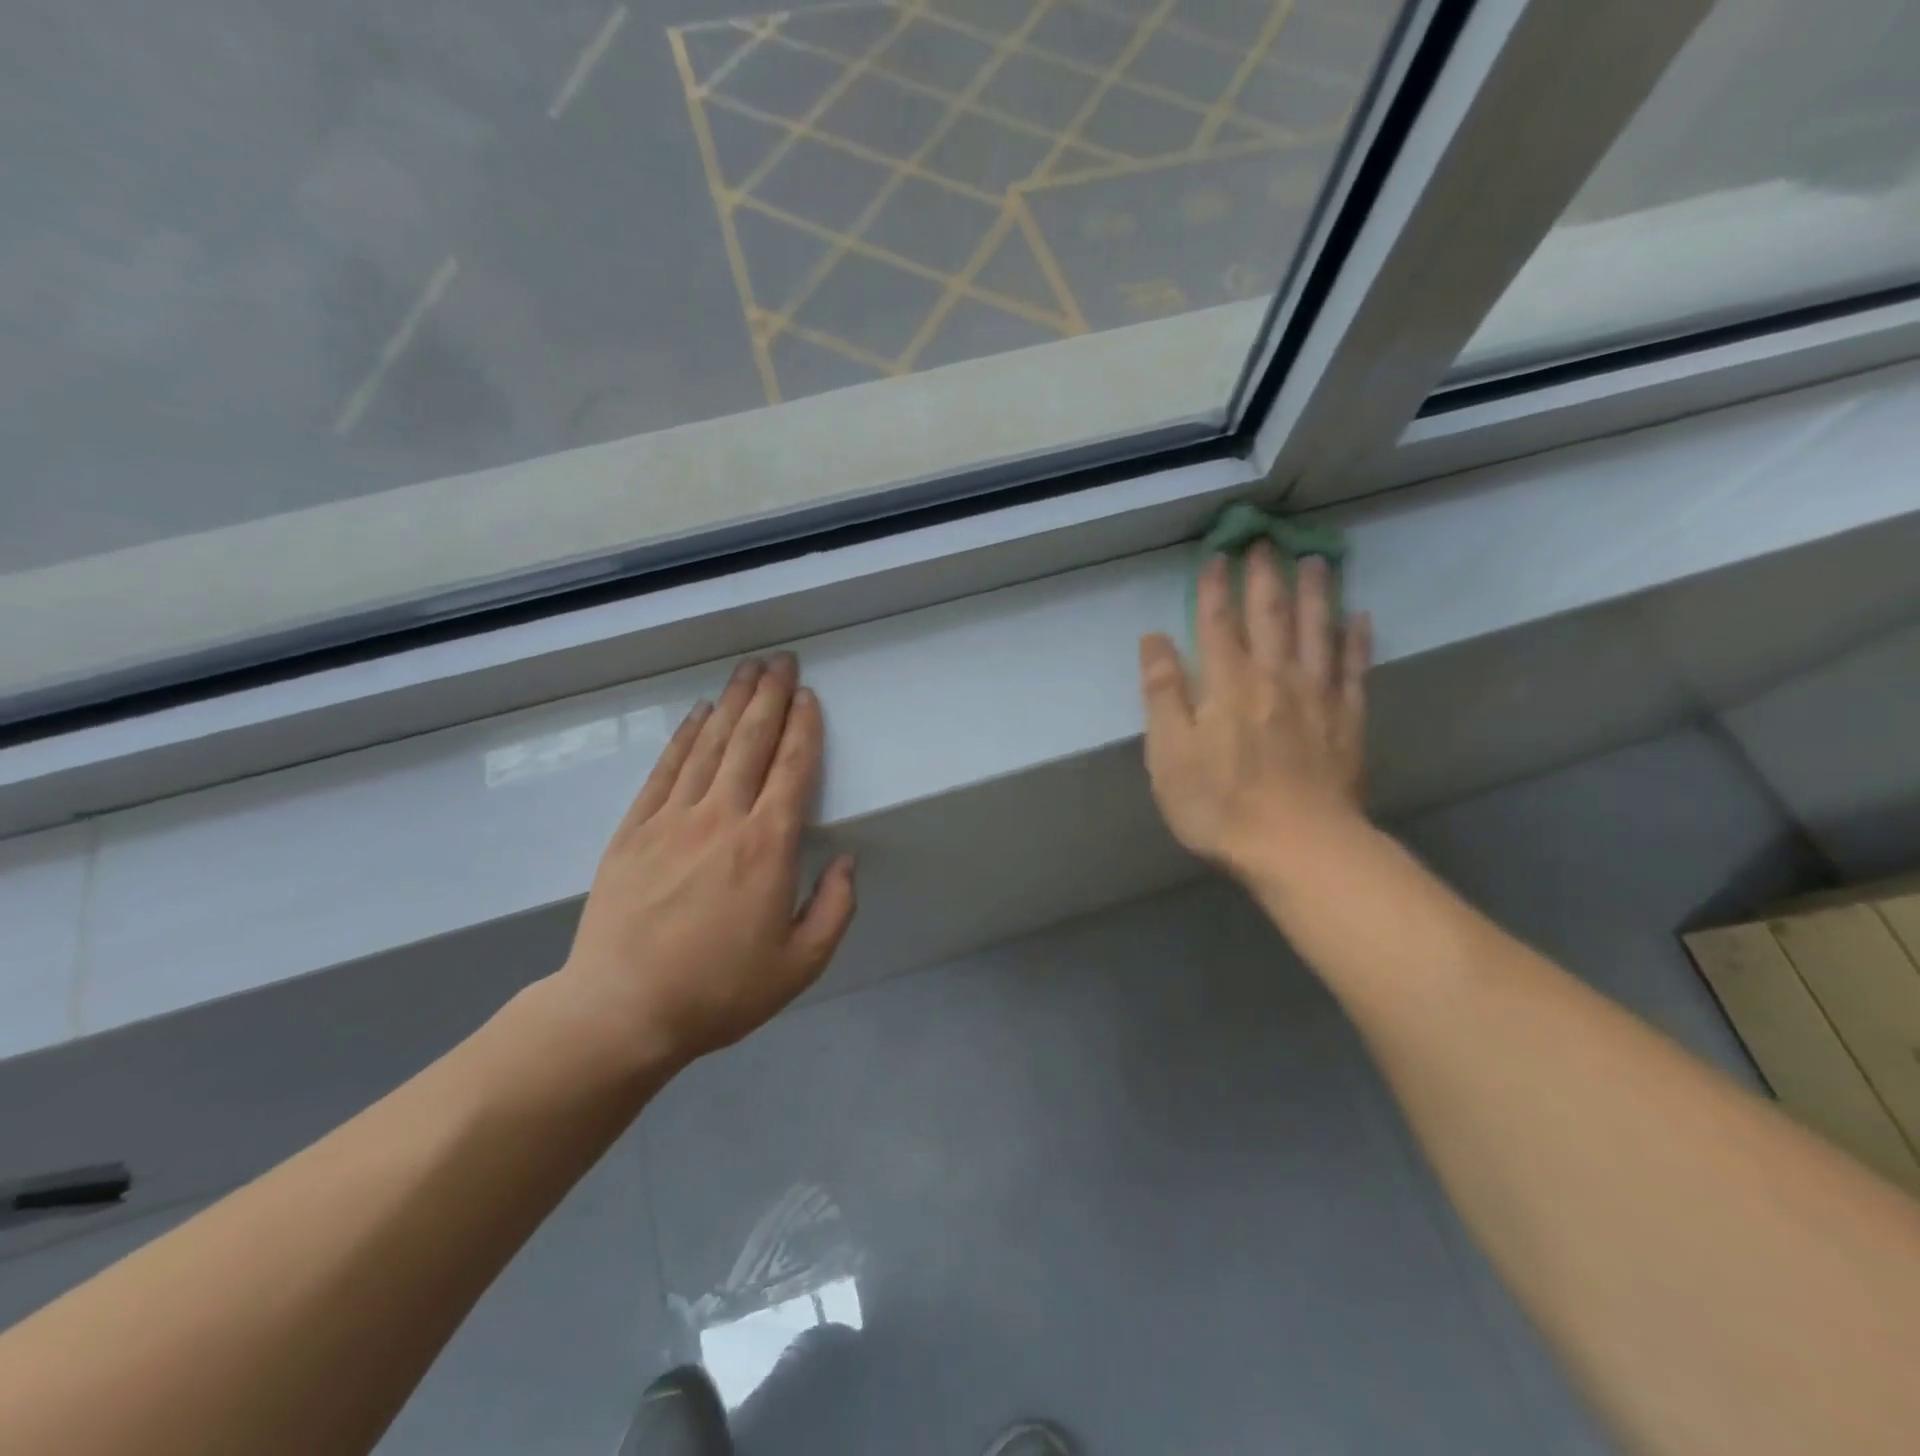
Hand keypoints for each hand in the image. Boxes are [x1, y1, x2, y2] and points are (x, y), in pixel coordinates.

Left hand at [549, 655, 855, 1072]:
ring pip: (709, 746)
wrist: (621, 1011)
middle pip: (750, 742)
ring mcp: (672, 819)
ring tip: (747, 670)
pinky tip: (697, 715)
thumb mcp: (800, 965)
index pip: (792, 770)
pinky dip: (684, 737)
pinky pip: (665, 770)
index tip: (808, 696)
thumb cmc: (719, 991)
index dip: (803, 728)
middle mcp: (722, 818)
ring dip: (731, 703)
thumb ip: (834, 908)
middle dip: (769, 696)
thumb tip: (846, 860)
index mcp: (766, 847)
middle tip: (781, 660)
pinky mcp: (634, 830)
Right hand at [1138, 548, 1371, 882]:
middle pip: (1271, 615)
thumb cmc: (1219, 804)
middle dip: (1265, 577)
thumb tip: (1153, 640)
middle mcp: (1274, 677)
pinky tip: (1360, 618)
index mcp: (1227, 683)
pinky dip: (1356, 640)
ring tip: (1316, 561)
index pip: (1217, 623)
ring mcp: (1317, 697)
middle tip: (1267, 542)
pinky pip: (1354, 669)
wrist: (1298, 847)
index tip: (1217, 556)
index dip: (1214, 588)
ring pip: (1317, 631)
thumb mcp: (1169, 753)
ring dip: (1316, 593)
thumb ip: (1162, 693)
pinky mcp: (1348, 721)